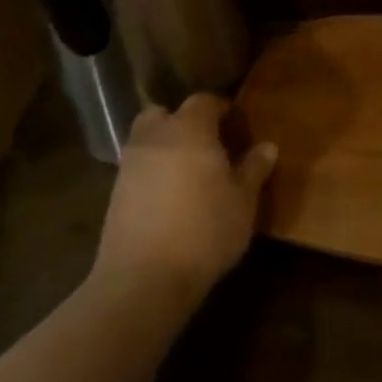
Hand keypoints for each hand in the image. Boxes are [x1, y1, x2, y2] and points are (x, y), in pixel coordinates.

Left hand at [91, 95, 276, 305]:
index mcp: (190, 129)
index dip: (220, 108)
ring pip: (146, 140)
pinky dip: (151, 174)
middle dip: (182, 121)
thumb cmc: (205, 230)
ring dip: (164, 147)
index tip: (235, 125)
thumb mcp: (243, 201)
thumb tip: (267, 147)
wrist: (144, 280)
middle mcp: (155, 137)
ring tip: (187, 173)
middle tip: (205, 144)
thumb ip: (254, 169)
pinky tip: (168, 198)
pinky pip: (136, 169)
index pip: (204, 101)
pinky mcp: (114, 194)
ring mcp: (129, 165)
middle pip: (163, 113)